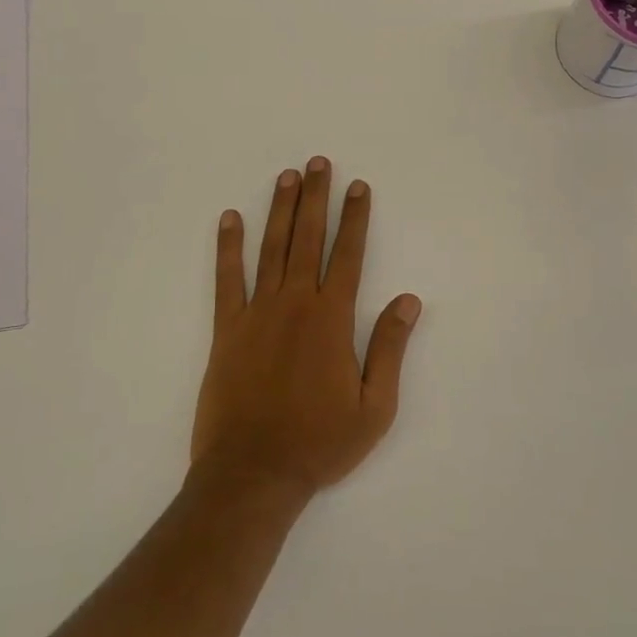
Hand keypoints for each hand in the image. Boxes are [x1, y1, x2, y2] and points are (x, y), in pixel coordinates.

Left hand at [191, 158, 422, 499]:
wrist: (253, 474)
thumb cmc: (319, 443)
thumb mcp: (374, 407)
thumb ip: (389, 348)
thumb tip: (409, 300)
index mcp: (332, 319)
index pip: (349, 255)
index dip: (355, 218)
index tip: (358, 187)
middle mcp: (295, 304)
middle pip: (308, 238)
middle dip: (316, 197)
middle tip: (318, 162)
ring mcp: (257, 313)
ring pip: (271, 248)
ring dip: (280, 209)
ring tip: (286, 176)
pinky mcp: (227, 329)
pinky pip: (227, 278)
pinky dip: (229, 247)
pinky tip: (229, 219)